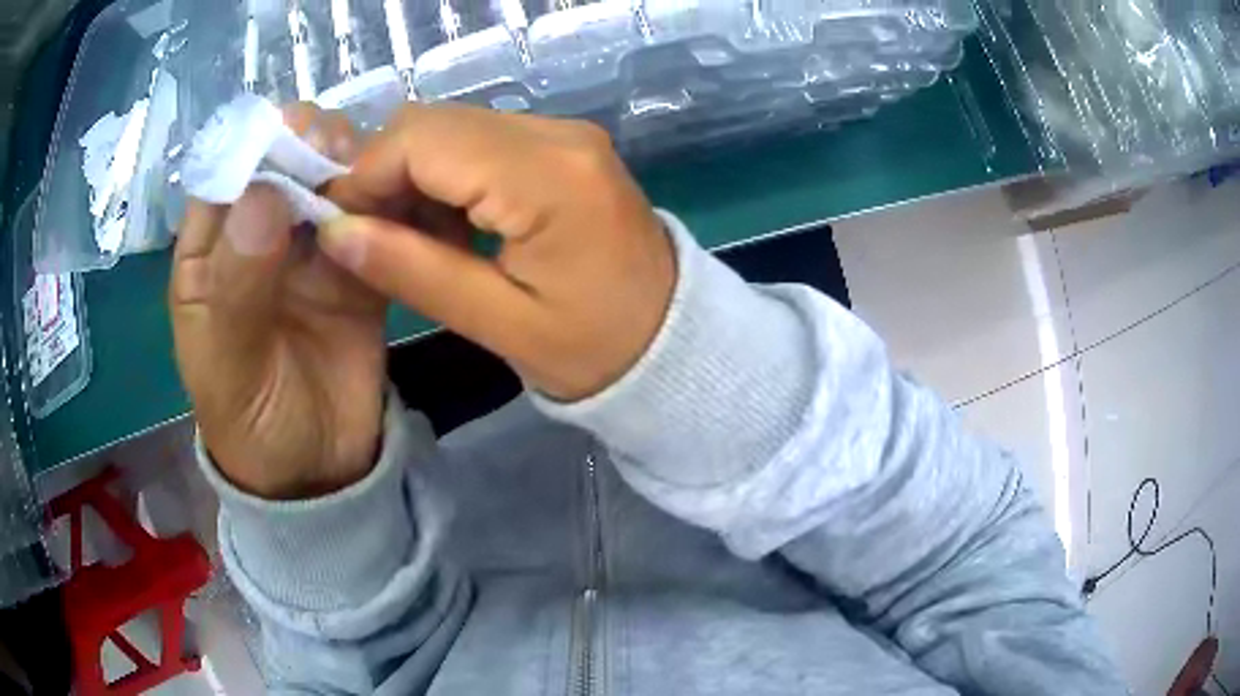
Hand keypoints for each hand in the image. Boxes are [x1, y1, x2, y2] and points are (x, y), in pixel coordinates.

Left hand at [171, 106, 386, 499]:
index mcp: (210, 254)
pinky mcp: (356, 267)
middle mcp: (258, 238)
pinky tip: (406, 190)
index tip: (292, 133)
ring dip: (352, 165)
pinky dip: (388, 199)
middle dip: (309, 146)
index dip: (255, 146)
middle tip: (339, 150)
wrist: (317, 473)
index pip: (225, 177)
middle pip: (281, 167)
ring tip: (376, 169)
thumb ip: (235, 288)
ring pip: (329, 182)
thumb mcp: (227, 369)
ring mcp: (309, 250)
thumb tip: (263, 195)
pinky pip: (371, 220)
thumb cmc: (251, 425)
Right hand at [320, 105, 675, 401]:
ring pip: (452, 127)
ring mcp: (564, 134)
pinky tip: (444, 224)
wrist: (672, 338)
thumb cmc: (597, 348)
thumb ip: (412, 271)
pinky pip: (480, 141)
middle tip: (369, 237)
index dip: (365, 176)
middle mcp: (557, 135)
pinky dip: (446, 175)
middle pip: (434, 123)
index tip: (340, 228)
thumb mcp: (499, 323)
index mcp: (548, 176)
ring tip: (407, 239)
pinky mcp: (563, 146)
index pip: (422, 140)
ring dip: (413, 175)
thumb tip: (335, 231)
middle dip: (384, 173)